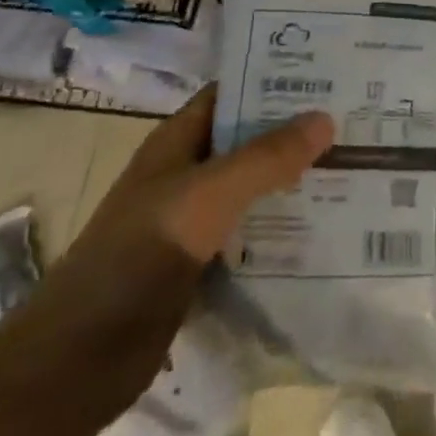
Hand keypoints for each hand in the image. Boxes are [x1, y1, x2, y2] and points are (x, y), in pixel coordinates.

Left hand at [2, 86, 331, 420]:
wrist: (78, 360)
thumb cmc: (139, 255)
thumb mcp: (207, 195)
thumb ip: (266, 157)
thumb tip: (325, 118)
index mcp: (177, 142)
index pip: (231, 94)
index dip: (274, 80)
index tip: (329, 74)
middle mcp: (186, 174)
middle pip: (248, 141)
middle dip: (296, 132)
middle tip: (356, 121)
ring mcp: (192, 222)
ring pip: (253, 189)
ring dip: (294, 181)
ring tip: (356, 168)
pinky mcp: (201, 266)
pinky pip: (251, 234)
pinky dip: (284, 228)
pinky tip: (327, 228)